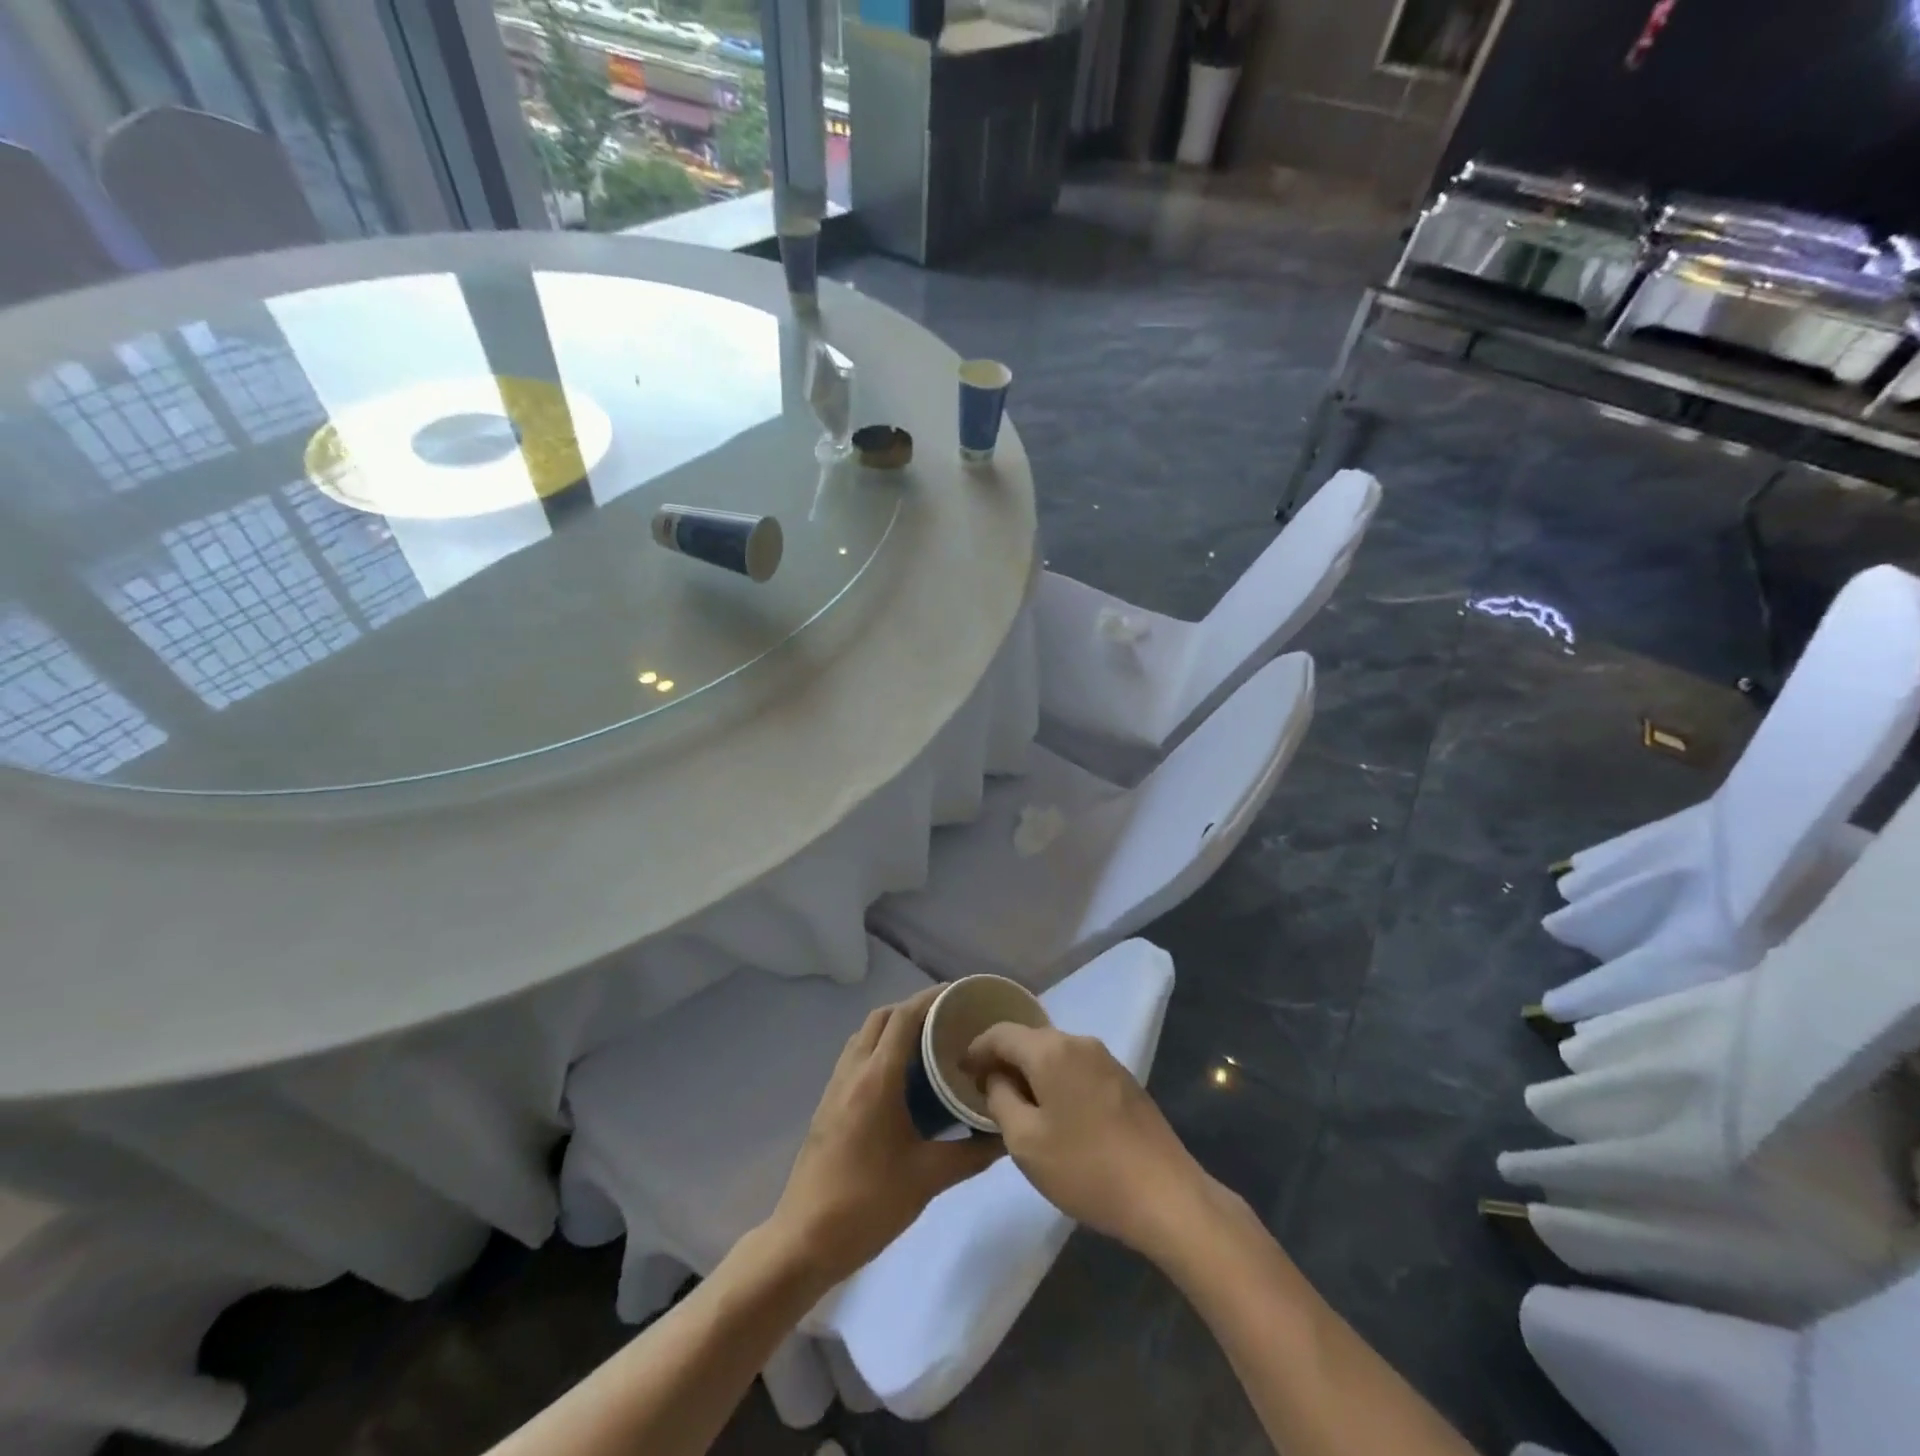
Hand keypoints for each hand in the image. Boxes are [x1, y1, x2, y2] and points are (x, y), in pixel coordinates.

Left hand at [767, 986, 1002, 1287]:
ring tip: (928, 1042)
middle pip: (882, 1017)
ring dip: (893, 1026)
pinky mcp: (828, 1105)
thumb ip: (971, 1154)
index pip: (904, 1017)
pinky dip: (879, 1048)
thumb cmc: (868, 1203)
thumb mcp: (928, 1179)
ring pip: (865, 1035)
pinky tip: (901, 1077)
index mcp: (877, 1078)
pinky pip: (856, 1057)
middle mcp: (853, 1071)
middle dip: (914, 1007)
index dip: (931, 998)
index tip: (960, 994)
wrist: (804, 1240)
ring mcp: (835, 1087)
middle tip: (948, 1018)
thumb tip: (1005, 1135)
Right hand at [960, 1025, 1213, 1259]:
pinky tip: (1055, 1111)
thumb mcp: (1025, 1142)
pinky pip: (1077, 1068)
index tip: (960, 1071)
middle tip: (983, 1089)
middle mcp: (1079, 1043)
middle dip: (1004, 1059)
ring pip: (1055, 1054)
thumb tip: (997, 1078)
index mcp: (1051, 1050)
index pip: (1001, 1033)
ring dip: (1031, 1071)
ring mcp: (1107, 1060)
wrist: (1165, 1195)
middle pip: (1030, 1039)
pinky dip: (1056, 1080)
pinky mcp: (1125, 1081)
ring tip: (1016, 1102)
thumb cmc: (1086, 1168)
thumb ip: (1001, 1100)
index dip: (976, 1049)